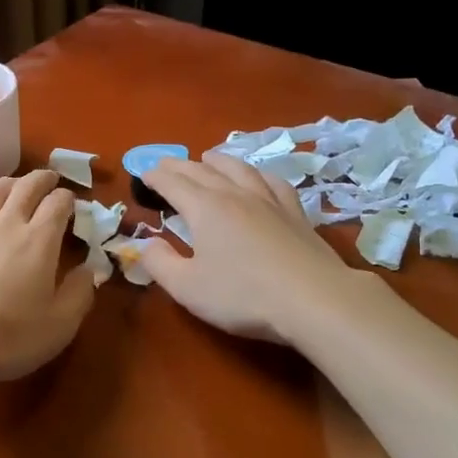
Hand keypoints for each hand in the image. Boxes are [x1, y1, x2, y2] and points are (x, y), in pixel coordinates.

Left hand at [0, 169, 94, 385]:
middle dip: (41, 179)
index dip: (67, 198)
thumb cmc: (7, 338)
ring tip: (13, 183)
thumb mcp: (59, 325)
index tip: (72, 201)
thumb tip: (90, 268)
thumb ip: (80, 293)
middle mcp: (6, 224)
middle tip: (49, 178)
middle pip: (26, 188)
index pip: (58, 205)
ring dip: (5, 182)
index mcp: (39, 242)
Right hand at [140, 154, 375, 344]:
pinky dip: (258, 174)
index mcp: (204, 209)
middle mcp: (234, 195)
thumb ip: (160, 264)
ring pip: (239, 169)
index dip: (155, 177)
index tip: (143, 174)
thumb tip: (145, 244)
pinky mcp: (295, 213)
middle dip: (179, 165)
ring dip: (218, 160)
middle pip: (202, 171)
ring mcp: (268, 201)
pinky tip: (258, 177)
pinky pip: (273, 182)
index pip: (173, 183)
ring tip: (208, 157)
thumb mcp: (188, 288)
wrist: (314, 299)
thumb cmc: (243, 295)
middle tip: (165, 164)